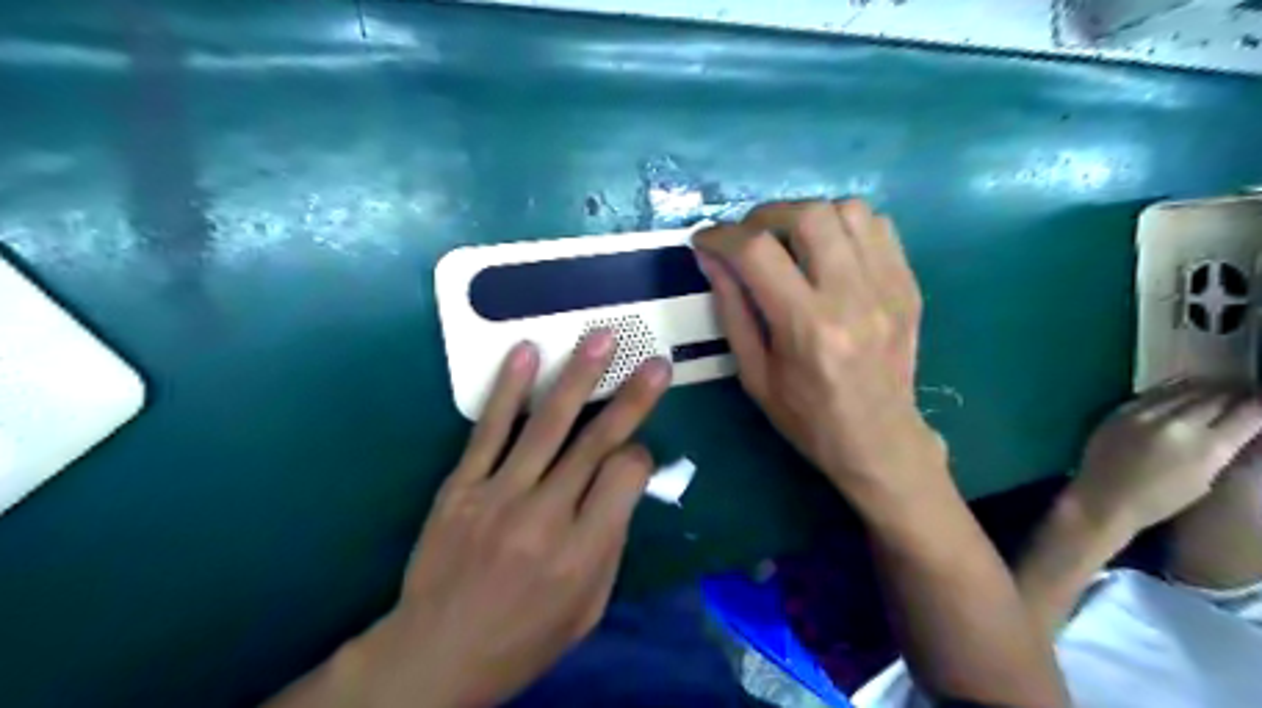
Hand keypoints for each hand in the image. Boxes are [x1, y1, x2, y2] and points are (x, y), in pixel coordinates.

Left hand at [355, 332, 669, 707]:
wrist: (435, 655)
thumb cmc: (523, 639)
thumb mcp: (588, 609)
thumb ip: (611, 543)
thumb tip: (624, 486)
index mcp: (583, 551)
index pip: (625, 476)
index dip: (640, 456)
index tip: (637, 454)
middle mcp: (545, 515)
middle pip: (596, 442)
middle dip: (632, 398)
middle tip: (655, 363)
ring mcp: (499, 495)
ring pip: (547, 425)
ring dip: (578, 377)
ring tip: (601, 338)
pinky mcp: (461, 486)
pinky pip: (489, 430)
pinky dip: (509, 388)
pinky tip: (526, 352)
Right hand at [695, 200, 940, 497]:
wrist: (879, 440)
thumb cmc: (807, 416)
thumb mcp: (754, 373)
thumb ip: (731, 309)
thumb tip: (711, 257)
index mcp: (806, 327)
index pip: (757, 252)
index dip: (721, 236)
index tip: (705, 239)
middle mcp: (851, 297)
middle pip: (808, 216)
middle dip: (765, 216)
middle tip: (749, 237)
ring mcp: (887, 287)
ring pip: (848, 210)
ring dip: (808, 216)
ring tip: (790, 241)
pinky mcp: (907, 285)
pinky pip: (878, 226)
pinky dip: (844, 225)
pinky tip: (829, 249)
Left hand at [1068, 383, 1260, 535]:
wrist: (1103, 499)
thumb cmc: (1160, 501)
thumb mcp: (1208, 479)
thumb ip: (1226, 450)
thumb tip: (1245, 427)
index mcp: (1207, 447)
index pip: (1248, 413)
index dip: (1261, 405)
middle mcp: (1177, 424)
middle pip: (1217, 397)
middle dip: (1236, 395)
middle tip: (1245, 394)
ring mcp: (1144, 414)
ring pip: (1186, 390)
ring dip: (1207, 389)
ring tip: (1219, 389)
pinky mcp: (1120, 410)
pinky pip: (1155, 392)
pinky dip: (1175, 389)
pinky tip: (1185, 390)